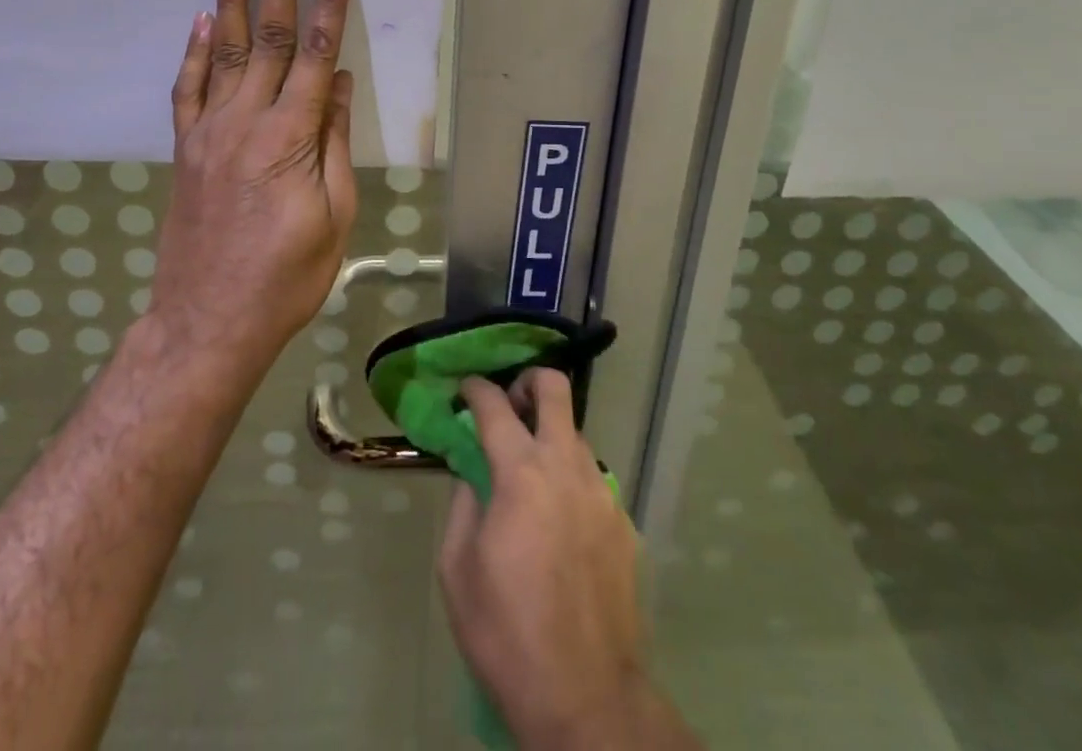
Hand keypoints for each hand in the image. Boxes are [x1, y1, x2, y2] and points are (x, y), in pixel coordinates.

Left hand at [152, 0, 357, 378]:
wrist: (207, 322)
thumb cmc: (286, 277)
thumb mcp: (333, 216)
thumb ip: (334, 143)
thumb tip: (343, 84)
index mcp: (289, 138)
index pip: (317, 57)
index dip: (329, 8)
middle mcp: (246, 122)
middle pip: (269, 42)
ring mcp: (209, 133)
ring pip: (224, 54)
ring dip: (234, 4)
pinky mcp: (186, 149)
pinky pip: (188, 90)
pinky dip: (195, 52)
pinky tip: (202, 22)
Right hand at [439, 371, 700, 750]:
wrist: (587, 698)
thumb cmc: (507, 633)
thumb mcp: (457, 570)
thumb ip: (462, 504)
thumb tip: (472, 474)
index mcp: (521, 473)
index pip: (494, 405)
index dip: (476, 389)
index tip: (466, 390)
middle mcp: (566, 467)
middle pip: (555, 390)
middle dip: (528, 382)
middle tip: (510, 406)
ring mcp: (602, 492)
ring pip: (576, 434)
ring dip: (550, 436)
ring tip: (530, 473)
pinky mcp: (623, 522)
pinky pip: (592, 479)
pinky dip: (570, 480)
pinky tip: (558, 522)